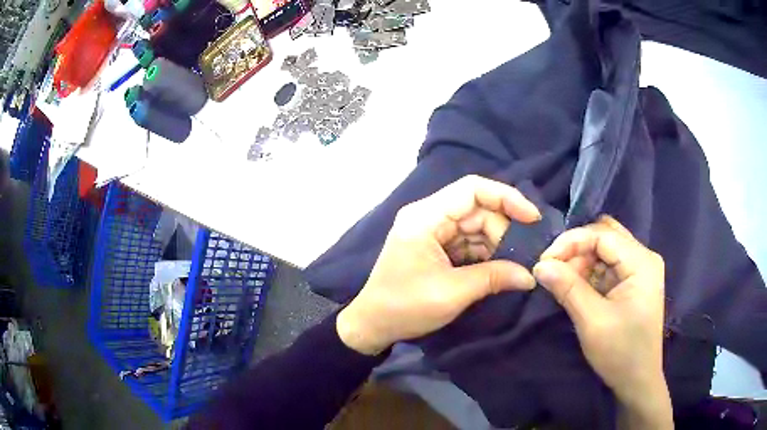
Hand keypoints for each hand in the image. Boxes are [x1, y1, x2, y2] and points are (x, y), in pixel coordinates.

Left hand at [337, 175, 540, 355]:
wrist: (372, 325)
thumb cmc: (404, 307)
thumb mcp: (452, 293)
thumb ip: (494, 278)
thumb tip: (530, 276)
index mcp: (425, 218)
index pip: (472, 189)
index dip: (506, 197)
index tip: (532, 218)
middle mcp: (428, 216)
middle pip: (477, 209)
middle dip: (504, 229)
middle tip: (526, 254)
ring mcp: (431, 231)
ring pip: (475, 226)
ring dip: (497, 243)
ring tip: (517, 263)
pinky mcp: (435, 247)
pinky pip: (467, 242)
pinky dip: (485, 253)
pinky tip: (500, 268)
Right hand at [532, 216, 671, 428]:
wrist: (638, 381)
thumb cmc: (620, 352)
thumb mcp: (592, 321)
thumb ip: (568, 288)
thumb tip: (539, 266)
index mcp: (641, 262)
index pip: (603, 235)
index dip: (571, 242)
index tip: (544, 261)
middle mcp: (643, 258)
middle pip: (605, 236)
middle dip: (576, 249)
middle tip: (554, 270)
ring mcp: (639, 270)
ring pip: (605, 250)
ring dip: (581, 261)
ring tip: (562, 282)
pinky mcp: (633, 283)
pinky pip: (608, 267)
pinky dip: (589, 273)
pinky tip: (576, 288)